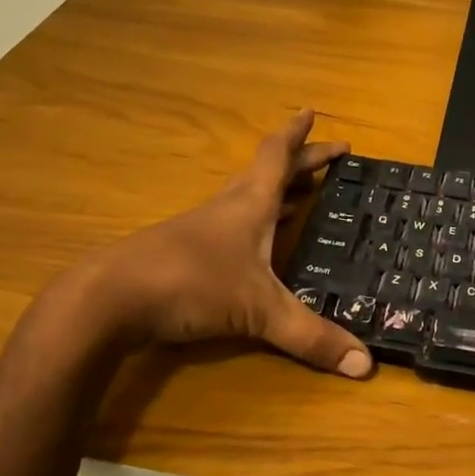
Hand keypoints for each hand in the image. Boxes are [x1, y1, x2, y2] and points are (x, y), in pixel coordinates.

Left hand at [62, 111, 372, 378]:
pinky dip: (254, 224)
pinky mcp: (183, 254)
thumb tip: (366, 364)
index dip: (298, 135)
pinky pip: (231, 226)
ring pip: (247, 198)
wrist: (109, 300)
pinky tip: (258, 246)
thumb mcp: (259, 311)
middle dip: (300, 162)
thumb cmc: (192, 284)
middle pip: (267, 173)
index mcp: (250, 204)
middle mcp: (227, 208)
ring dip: (277, 192)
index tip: (311, 111)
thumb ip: (311, 337)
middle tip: (328, 156)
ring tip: (302, 195)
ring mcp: (202, 230)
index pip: (278, 156)